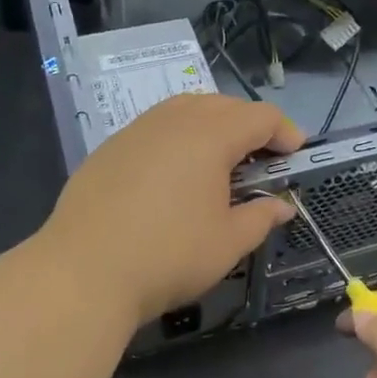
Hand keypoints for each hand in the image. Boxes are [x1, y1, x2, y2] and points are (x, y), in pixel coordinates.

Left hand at [42, 93, 302, 324]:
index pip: (260, 116)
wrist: (82, 272)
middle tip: (261, 159)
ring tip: (219, 160)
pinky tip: (174, 173)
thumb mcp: (228, 243)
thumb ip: (260, 217)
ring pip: (186, 109)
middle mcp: (175, 120)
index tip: (294, 156)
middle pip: (224, 105)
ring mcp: (138, 129)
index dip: (284, 132)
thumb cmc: (169, 255)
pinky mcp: (110, 147)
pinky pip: (157, 126)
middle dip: (250, 125)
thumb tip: (281, 206)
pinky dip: (178, 137)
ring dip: (213, 125)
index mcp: (210, 135)